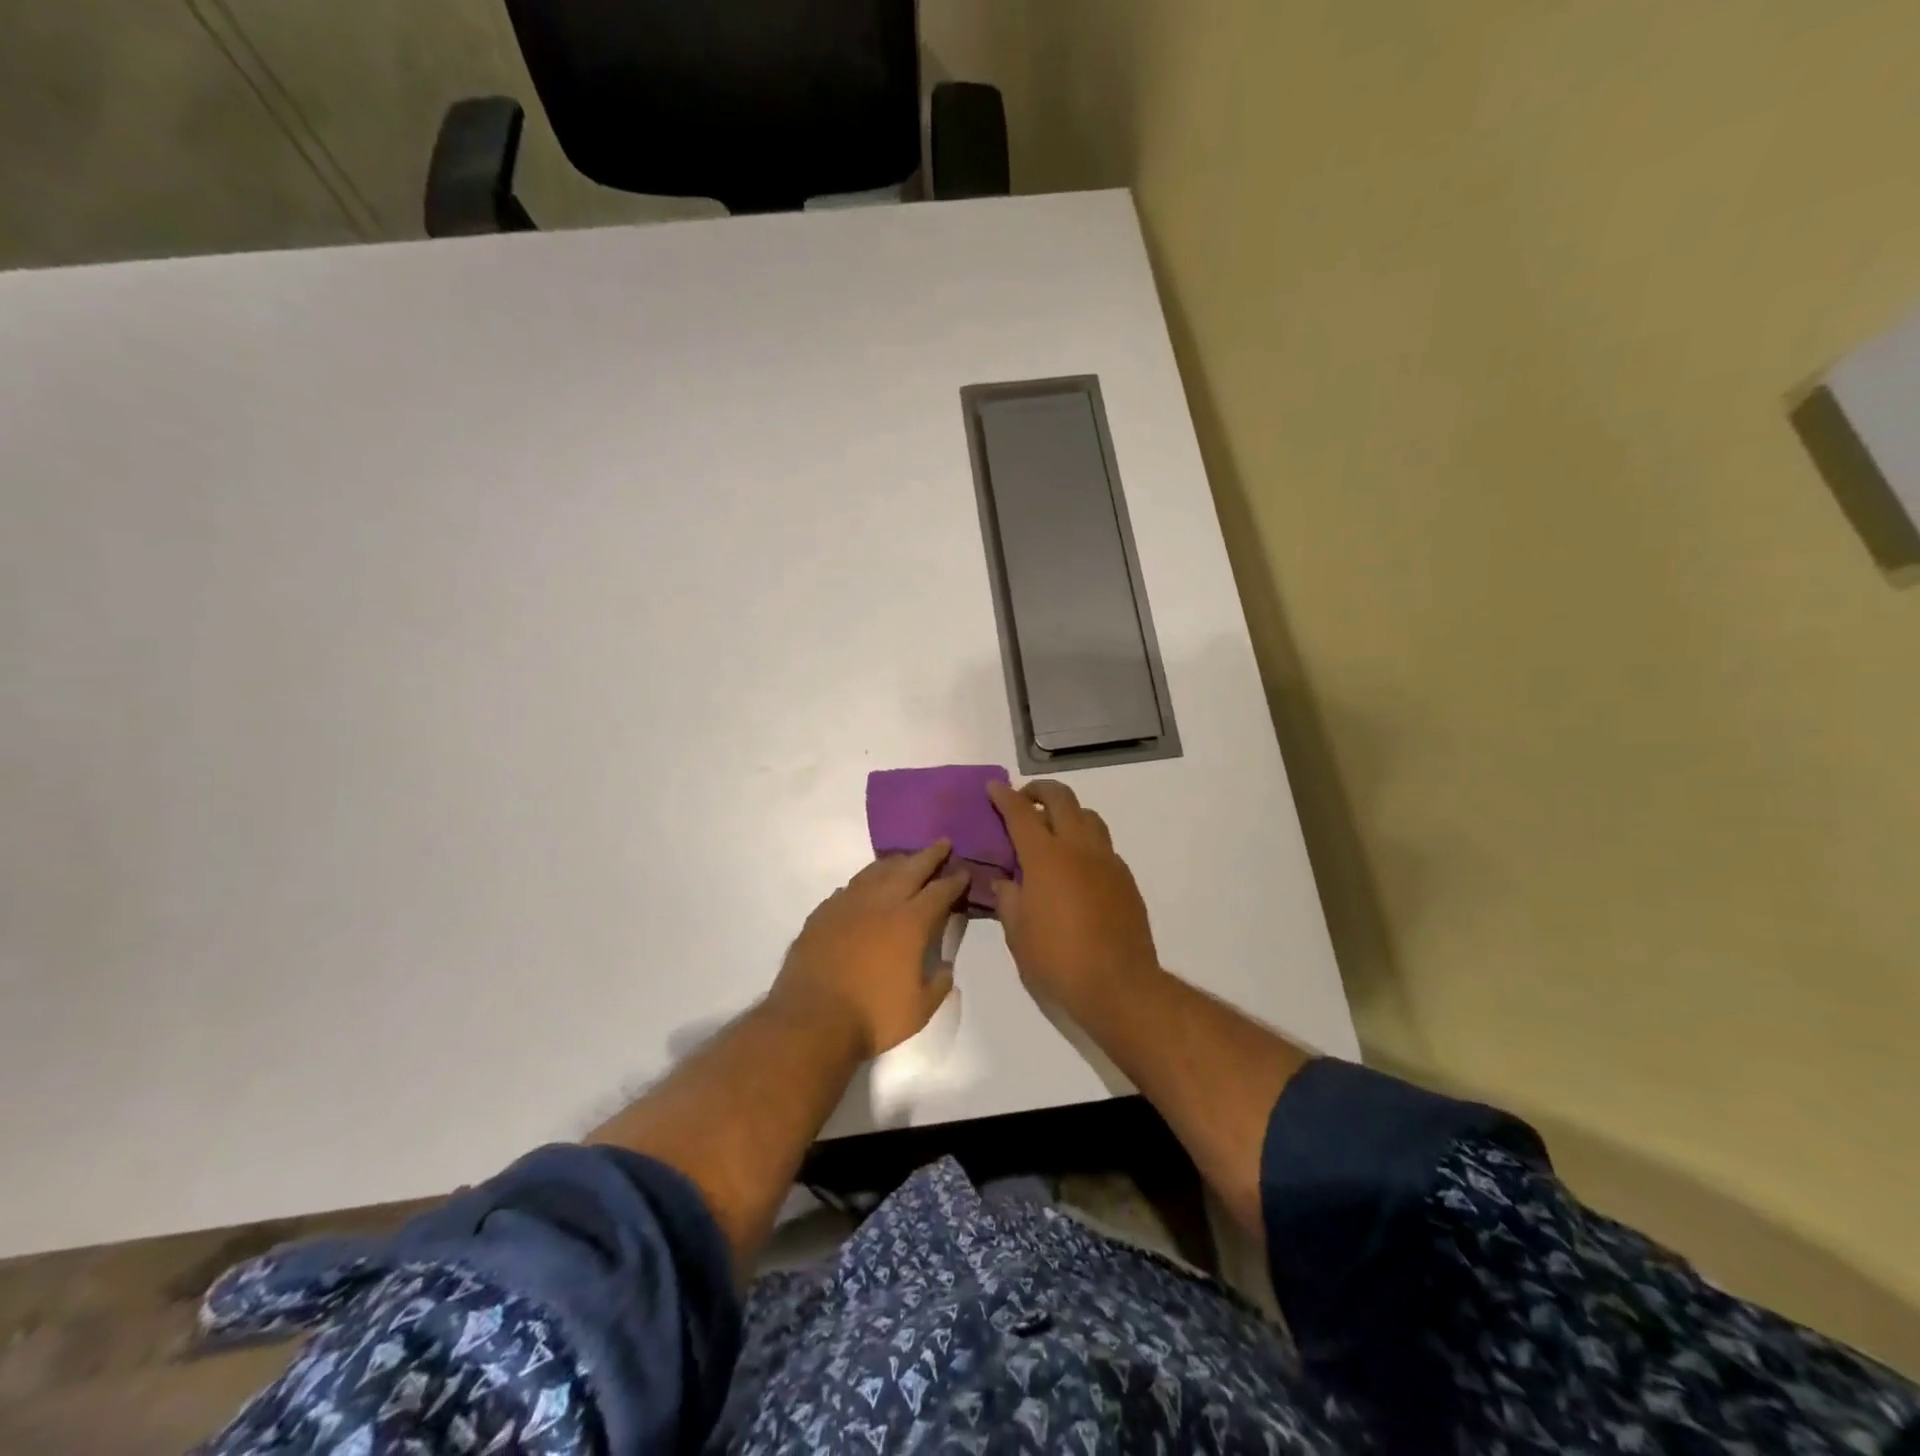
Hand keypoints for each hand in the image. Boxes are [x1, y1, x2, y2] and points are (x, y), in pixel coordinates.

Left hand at [771, 842, 968, 1058]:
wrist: (812, 1019)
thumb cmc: (873, 1015)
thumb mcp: (920, 1009)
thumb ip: (938, 984)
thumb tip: (943, 967)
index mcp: (911, 921)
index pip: (940, 891)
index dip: (955, 880)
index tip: (964, 872)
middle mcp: (881, 902)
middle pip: (910, 868)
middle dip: (930, 855)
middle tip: (942, 843)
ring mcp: (848, 904)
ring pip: (876, 871)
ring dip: (896, 862)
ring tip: (906, 859)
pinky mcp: (823, 913)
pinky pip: (850, 887)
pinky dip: (865, 881)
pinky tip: (867, 886)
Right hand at [987, 780, 1161, 1016]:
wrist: (1118, 984)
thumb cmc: (1057, 960)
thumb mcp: (1017, 933)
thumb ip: (1008, 900)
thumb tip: (1005, 883)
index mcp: (1045, 857)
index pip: (1021, 813)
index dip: (1004, 796)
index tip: (994, 786)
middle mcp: (1078, 848)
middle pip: (1062, 799)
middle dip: (1040, 790)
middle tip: (1024, 798)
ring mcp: (1107, 861)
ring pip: (1089, 816)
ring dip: (1068, 811)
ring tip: (1053, 827)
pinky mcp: (1125, 878)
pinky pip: (1103, 845)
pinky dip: (1086, 841)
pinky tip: (1076, 865)